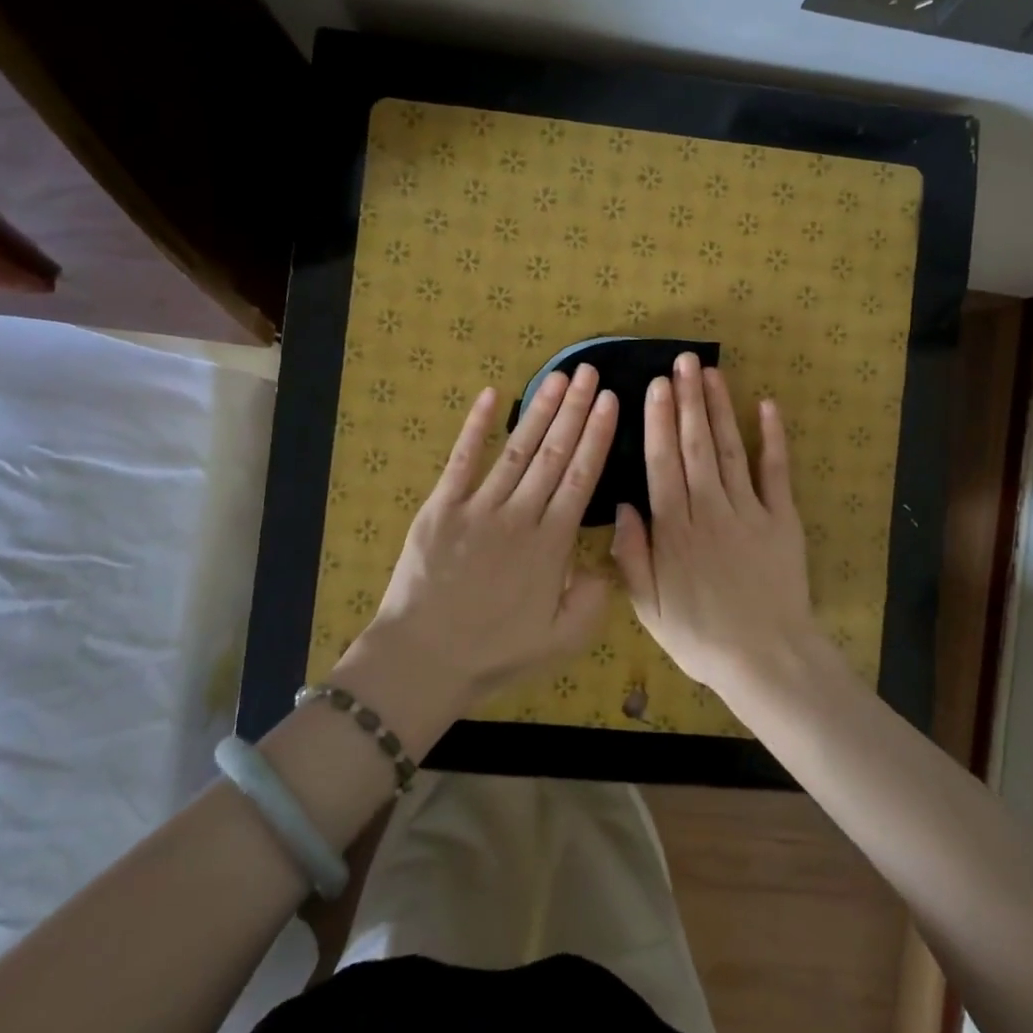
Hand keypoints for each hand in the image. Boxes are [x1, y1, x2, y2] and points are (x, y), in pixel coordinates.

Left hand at [333, 365, 618, 737]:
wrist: (422, 659)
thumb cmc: (493, 652)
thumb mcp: (561, 641)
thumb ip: (593, 600)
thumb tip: (604, 561)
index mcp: (551, 544)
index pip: (582, 477)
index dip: (597, 436)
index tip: (611, 401)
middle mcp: (520, 515)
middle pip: (554, 453)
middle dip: (575, 409)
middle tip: (590, 372)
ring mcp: (478, 507)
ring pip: (517, 449)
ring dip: (539, 410)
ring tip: (558, 376)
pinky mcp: (441, 507)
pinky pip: (461, 460)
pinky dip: (475, 427)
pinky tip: (491, 395)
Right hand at [610, 352, 818, 696]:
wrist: (767, 659)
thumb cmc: (701, 636)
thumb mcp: (650, 607)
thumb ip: (633, 556)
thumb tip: (624, 505)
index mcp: (674, 531)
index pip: (662, 465)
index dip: (658, 423)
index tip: (655, 387)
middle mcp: (709, 510)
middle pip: (695, 447)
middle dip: (687, 401)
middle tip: (681, 362)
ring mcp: (749, 512)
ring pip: (729, 450)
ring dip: (719, 410)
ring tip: (710, 373)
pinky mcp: (783, 519)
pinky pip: (776, 473)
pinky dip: (773, 438)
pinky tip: (766, 406)